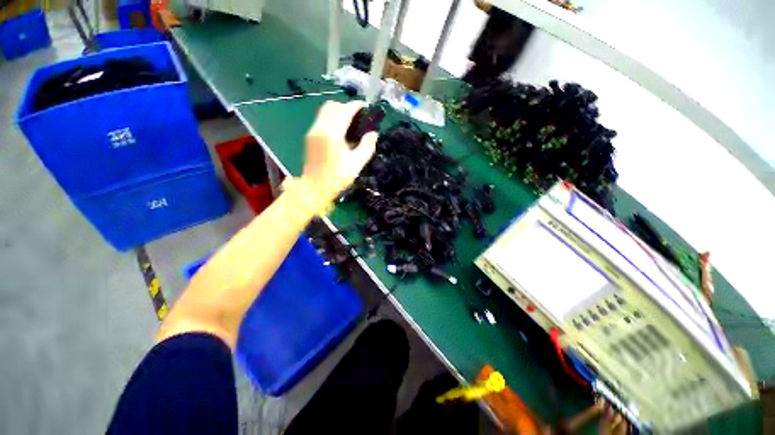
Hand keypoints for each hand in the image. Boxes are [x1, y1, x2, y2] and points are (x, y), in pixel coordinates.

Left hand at [301, 101, 377, 205]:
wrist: (315, 188)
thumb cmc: (337, 177)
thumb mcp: (357, 164)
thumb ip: (367, 146)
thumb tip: (374, 134)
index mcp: (332, 133)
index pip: (345, 111)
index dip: (356, 106)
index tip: (365, 106)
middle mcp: (320, 127)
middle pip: (332, 106)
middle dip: (346, 106)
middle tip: (358, 116)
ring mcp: (312, 131)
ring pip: (324, 111)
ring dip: (337, 111)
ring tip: (349, 122)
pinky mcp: (309, 137)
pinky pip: (320, 119)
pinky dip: (331, 118)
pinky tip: (339, 130)